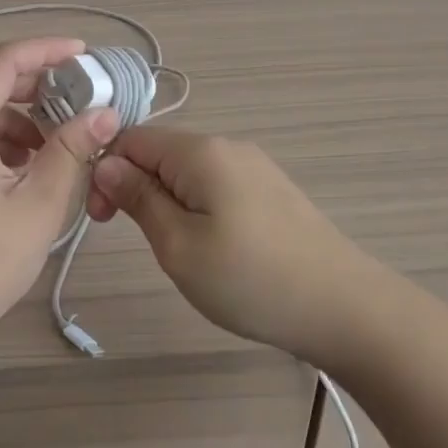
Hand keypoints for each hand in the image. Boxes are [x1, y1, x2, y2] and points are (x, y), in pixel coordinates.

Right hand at [88, 126, 366, 361]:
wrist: (346, 308)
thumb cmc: (251, 280)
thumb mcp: (178, 245)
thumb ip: (138, 198)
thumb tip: (105, 164)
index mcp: (200, 151)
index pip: (131, 139)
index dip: (106, 171)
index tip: (101, 218)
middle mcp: (228, 146)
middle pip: (160, 152)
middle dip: (136, 186)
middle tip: (136, 239)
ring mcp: (254, 166)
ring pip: (187, 170)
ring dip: (166, 199)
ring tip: (174, 248)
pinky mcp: (271, 189)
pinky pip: (216, 184)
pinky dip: (196, 206)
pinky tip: (210, 244)